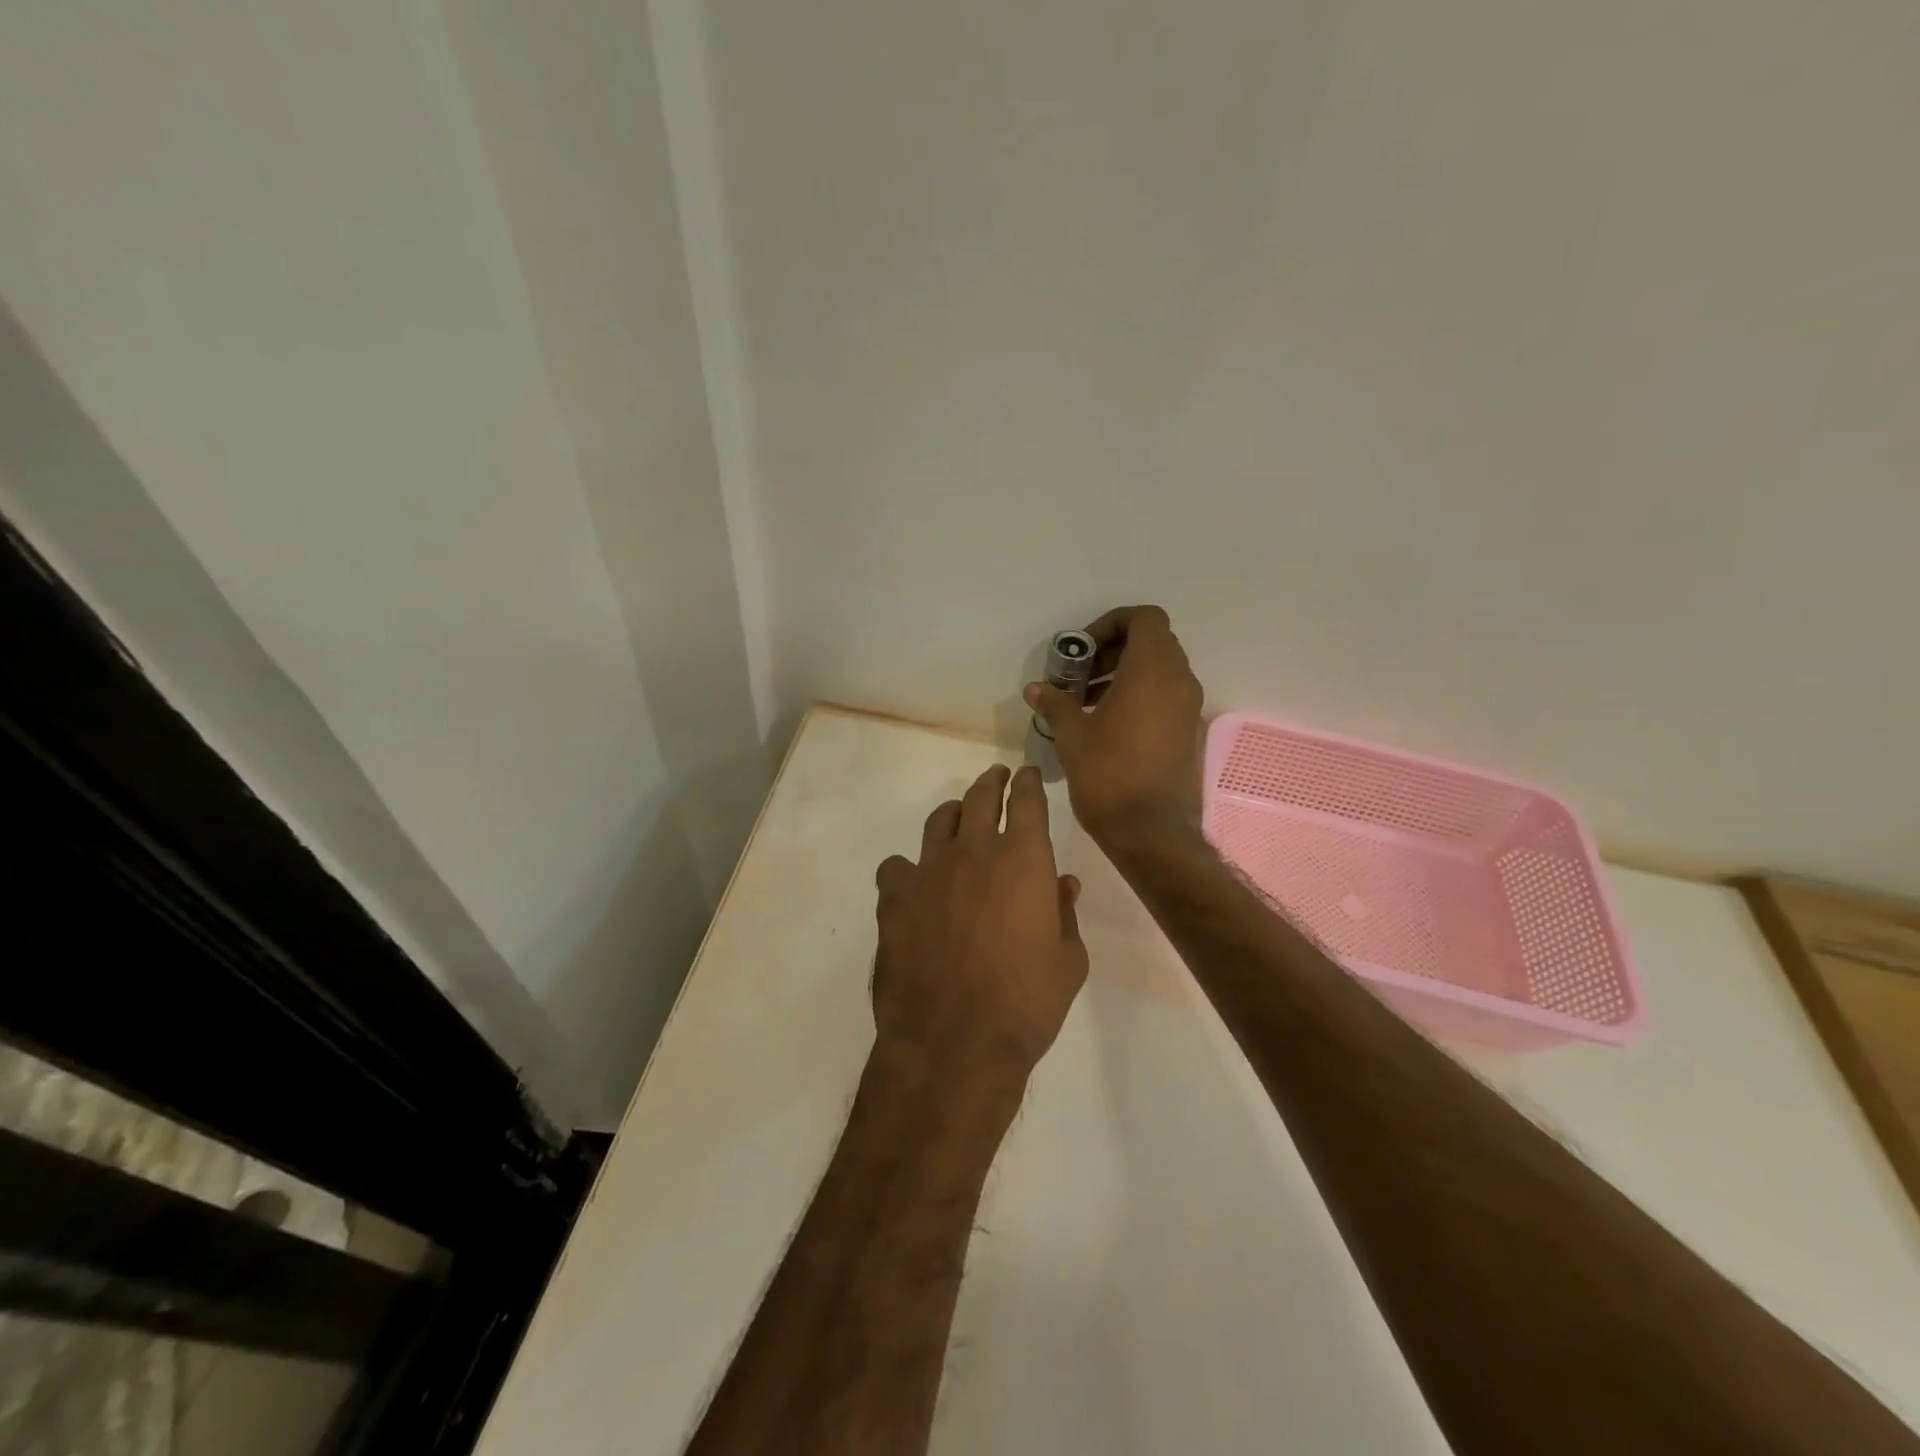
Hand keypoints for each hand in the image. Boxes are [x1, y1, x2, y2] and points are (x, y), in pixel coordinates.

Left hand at [872, 764, 1088, 1090]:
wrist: (954, 1040)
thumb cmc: (1026, 1002)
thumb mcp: (1068, 960)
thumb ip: (1064, 913)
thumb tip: (1062, 884)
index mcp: (1022, 858)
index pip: (1027, 800)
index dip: (1029, 782)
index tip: (1029, 774)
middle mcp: (973, 851)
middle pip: (980, 797)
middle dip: (992, 782)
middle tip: (997, 777)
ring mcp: (928, 870)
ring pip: (938, 821)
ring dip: (953, 813)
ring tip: (958, 817)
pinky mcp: (893, 897)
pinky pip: (897, 866)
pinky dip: (908, 868)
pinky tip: (914, 883)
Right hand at [1025, 605, 1205, 851]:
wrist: (1152, 832)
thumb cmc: (1109, 775)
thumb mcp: (1072, 736)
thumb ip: (1055, 703)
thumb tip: (1035, 688)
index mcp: (1152, 671)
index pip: (1144, 618)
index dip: (1112, 623)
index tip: (1083, 650)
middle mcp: (1179, 682)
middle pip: (1152, 642)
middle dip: (1113, 651)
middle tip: (1080, 676)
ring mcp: (1190, 709)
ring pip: (1160, 671)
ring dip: (1124, 675)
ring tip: (1087, 702)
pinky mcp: (1190, 733)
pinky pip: (1166, 697)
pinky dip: (1139, 697)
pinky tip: (1108, 726)